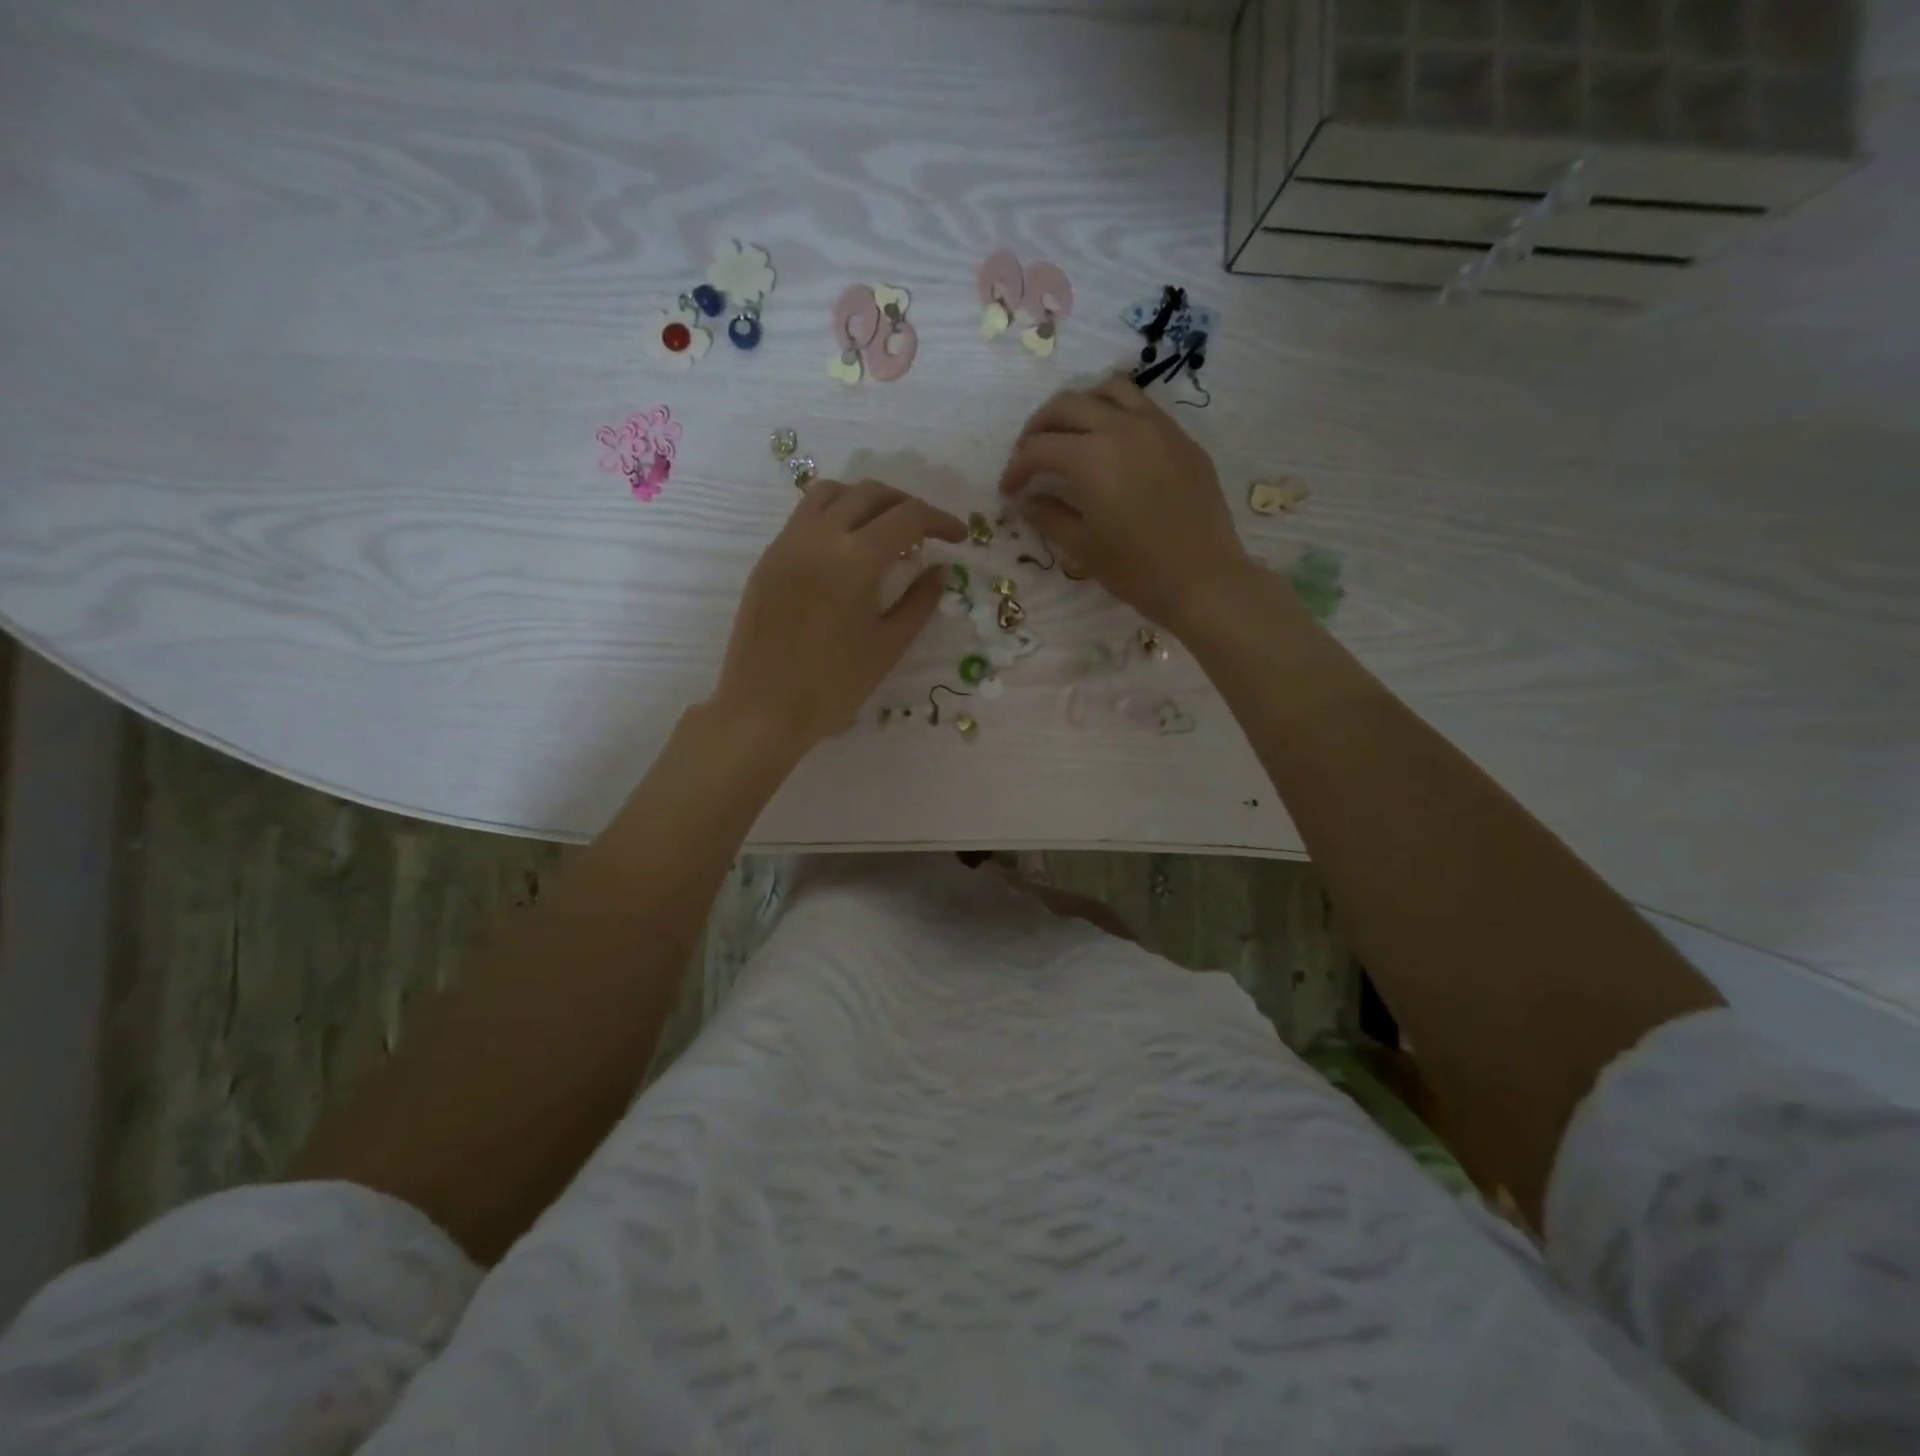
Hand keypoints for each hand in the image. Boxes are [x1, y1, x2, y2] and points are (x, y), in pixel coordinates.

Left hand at [710, 478, 965, 749]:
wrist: (764, 709)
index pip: (907, 517)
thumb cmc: (834, 685)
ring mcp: (787, 543)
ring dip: (866, 501)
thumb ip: (920, 601)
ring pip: (831, 493)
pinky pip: (805, 515)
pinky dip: (835, 515)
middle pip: (869, 493)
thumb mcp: (889, 645)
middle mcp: (818, 536)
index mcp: (855, 558)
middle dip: (905, 504)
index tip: (958, 537)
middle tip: (926, 532)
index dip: (939, 521)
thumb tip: (939, 570)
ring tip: (884, 531)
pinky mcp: (768, 558)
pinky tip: (847, 548)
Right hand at [998, 374, 1254, 628]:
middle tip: (1029, 457)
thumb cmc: (1136, 570)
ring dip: (1079, 406)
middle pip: (1067, 405)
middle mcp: (1122, 427)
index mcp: (1091, 457)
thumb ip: (1048, 515)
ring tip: (1070, 435)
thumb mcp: (1082, 546)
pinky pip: (1142, 407)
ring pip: (1108, 390)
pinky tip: (1111, 444)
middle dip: (1039, 428)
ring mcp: (1158, 427)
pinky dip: (1115, 413)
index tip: (1009, 490)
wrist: (1203, 580)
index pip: (1039, 448)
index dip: (1016, 468)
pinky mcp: (1182, 439)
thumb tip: (1024, 500)